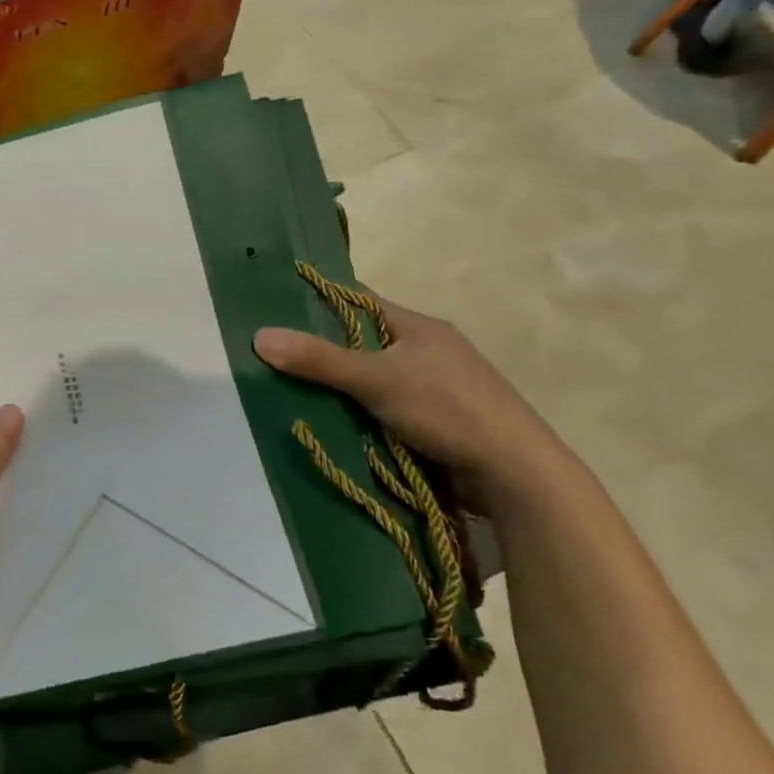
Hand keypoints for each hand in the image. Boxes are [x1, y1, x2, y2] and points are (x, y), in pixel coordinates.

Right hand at [254, 299, 575, 513]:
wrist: (515, 472)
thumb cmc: (447, 409)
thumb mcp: (376, 379)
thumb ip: (319, 360)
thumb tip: (258, 336)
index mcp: (418, 326)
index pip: (359, 301)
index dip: (321, 301)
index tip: (279, 309)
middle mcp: (427, 350)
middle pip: (364, 342)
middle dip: (325, 352)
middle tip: (277, 359)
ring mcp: (435, 388)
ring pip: (374, 380)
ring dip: (343, 390)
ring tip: (294, 394)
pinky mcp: (438, 422)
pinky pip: (387, 410)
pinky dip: (362, 415)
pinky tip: (335, 425)